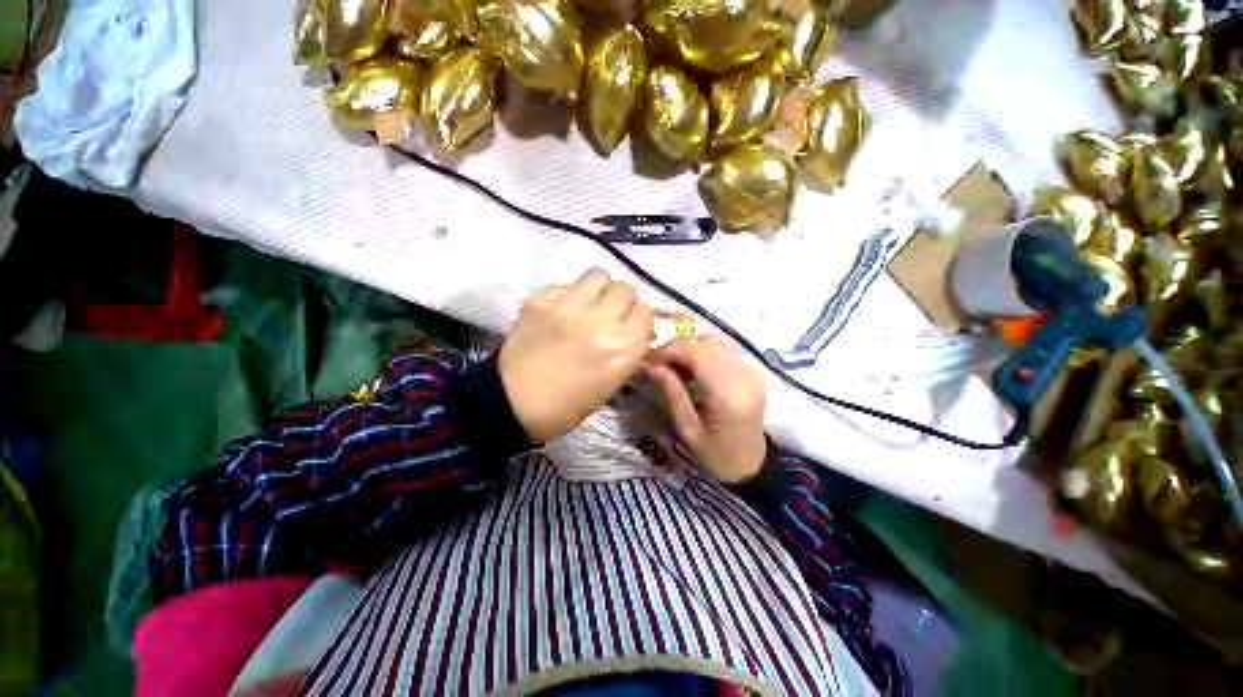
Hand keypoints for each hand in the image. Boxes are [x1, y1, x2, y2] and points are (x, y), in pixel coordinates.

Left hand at [500, 269, 653, 442]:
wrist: (515, 402)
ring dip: (598, 290)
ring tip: (586, 305)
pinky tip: (558, 313)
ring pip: (598, 275)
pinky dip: (568, 295)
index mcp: (623, 349)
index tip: (628, 325)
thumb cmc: (570, 403)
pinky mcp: (541, 299)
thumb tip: (635, 325)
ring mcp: (569, 307)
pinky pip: (566, 284)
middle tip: (607, 314)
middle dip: (620, 302)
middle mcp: (601, 323)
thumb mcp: (613, 381)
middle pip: (625, 289)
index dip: (637, 318)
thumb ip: (628, 348)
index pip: (645, 311)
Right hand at [647, 335, 766, 482]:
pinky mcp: (753, 371)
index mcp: (727, 394)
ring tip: (677, 368)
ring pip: (715, 342)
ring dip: (692, 349)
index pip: (697, 353)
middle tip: (661, 365)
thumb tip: (652, 365)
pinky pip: (724, 350)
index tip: (650, 360)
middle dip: (679, 349)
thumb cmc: (716, 455)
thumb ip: (672, 392)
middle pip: (706, 343)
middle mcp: (743, 376)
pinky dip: (705, 354)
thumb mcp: (688, 429)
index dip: (670, 350)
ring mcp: (752, 371)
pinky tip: (695, 371)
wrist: (752, 465)